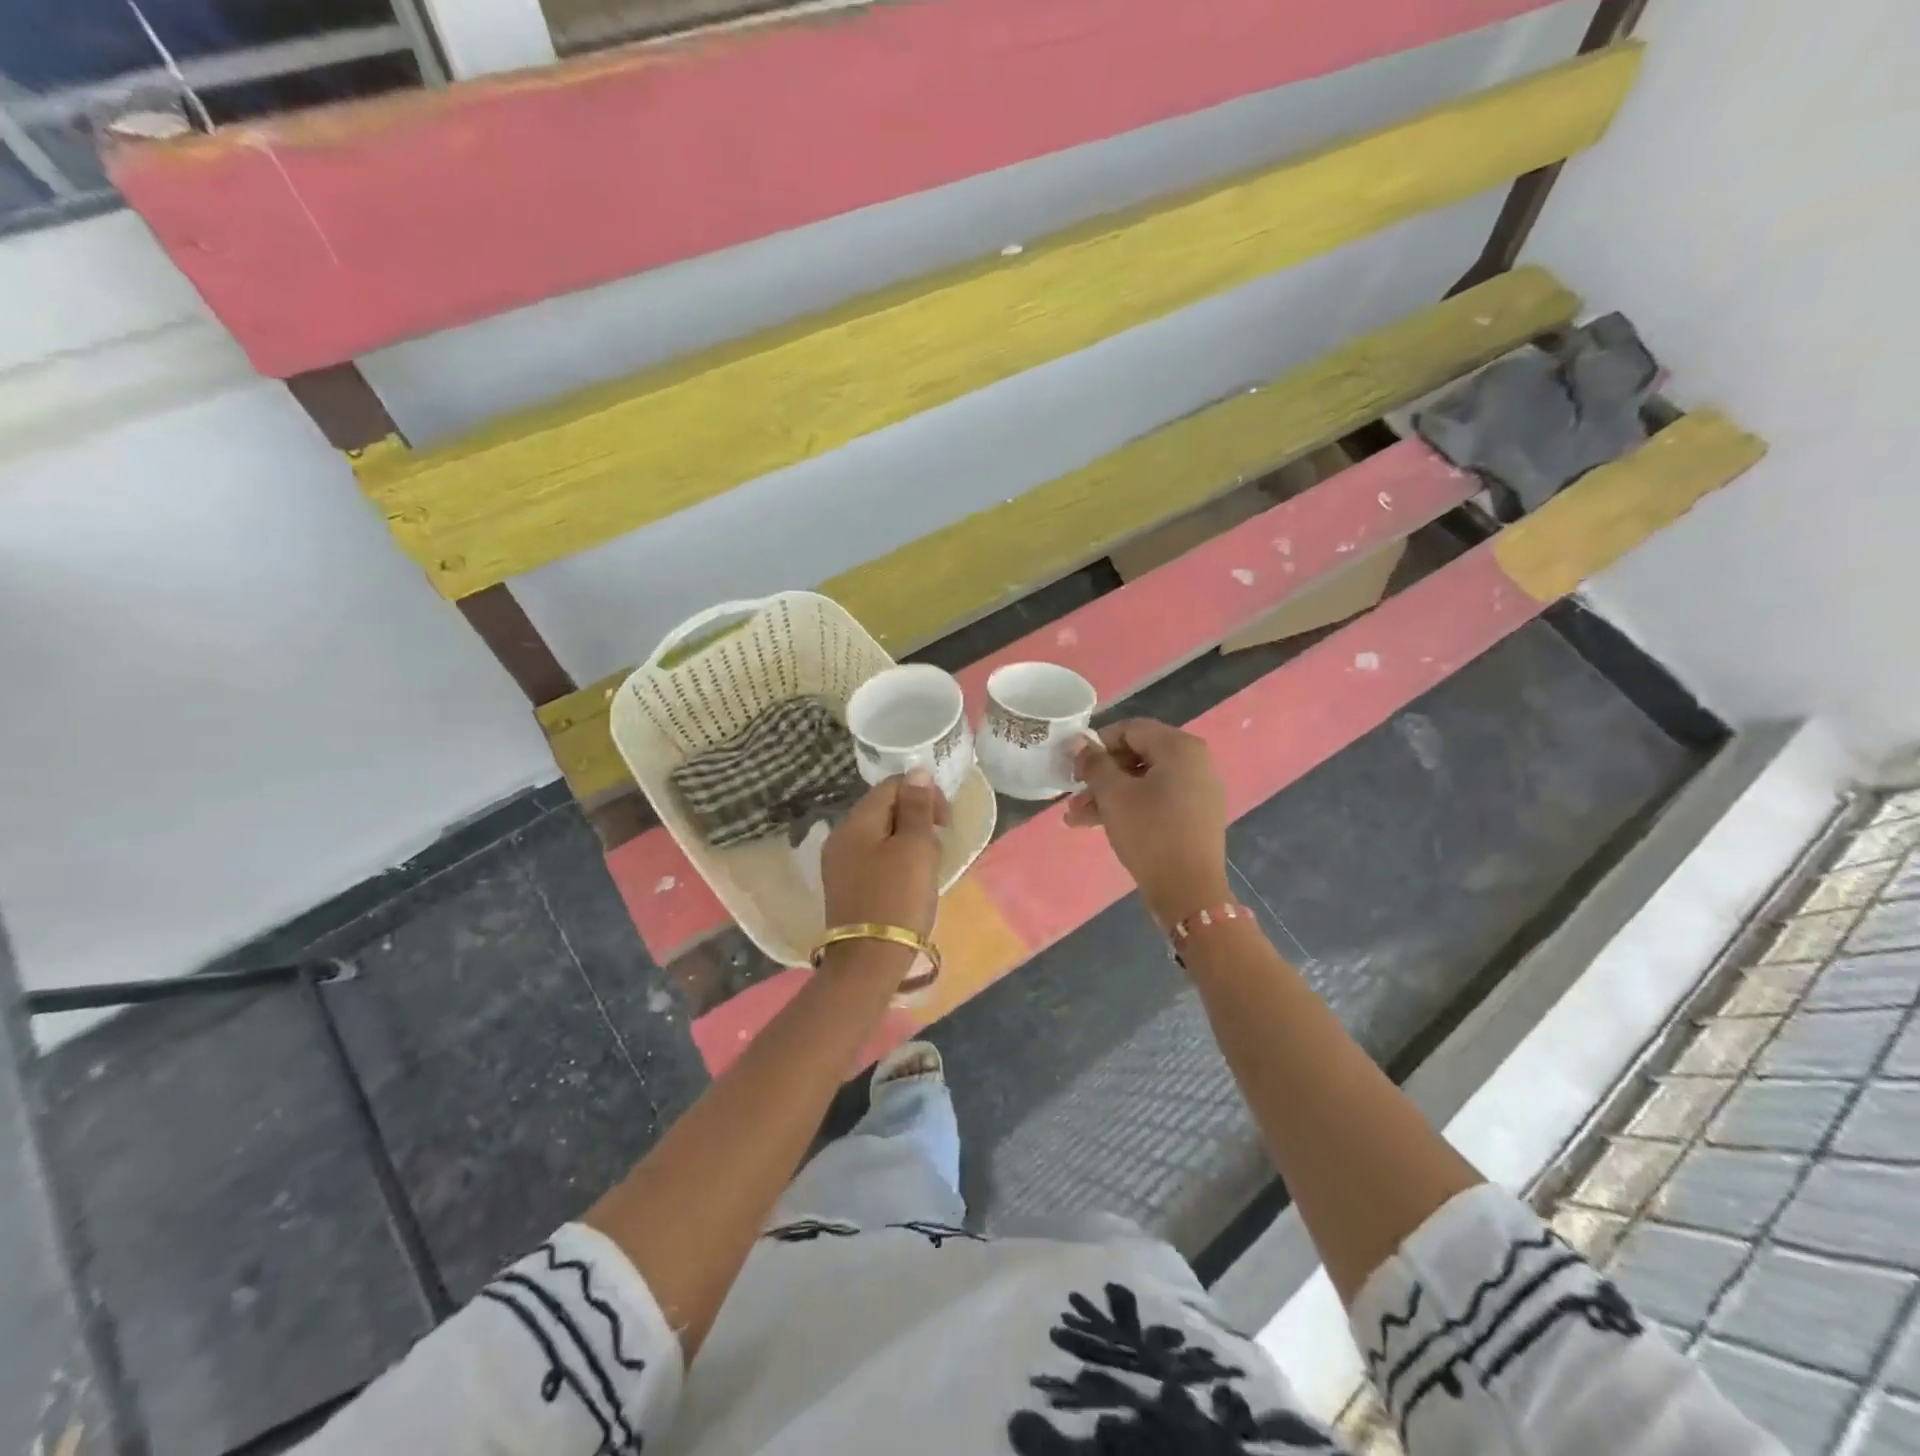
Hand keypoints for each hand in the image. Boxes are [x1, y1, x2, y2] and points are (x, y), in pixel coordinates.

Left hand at [821, 769, 949, 938]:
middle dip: (916, 818)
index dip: (923, 794)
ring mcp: (839, 863)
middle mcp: (841, 836)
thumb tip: (917, 771)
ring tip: (927, 866)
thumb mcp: (915, 848)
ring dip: (908, 841)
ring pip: (880, 834)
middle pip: (883, 809)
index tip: (945, 821)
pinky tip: (908, 881)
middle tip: (938, 845)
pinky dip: (895, 860)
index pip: (891, 786)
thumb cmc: (898, 899)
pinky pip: (873, 858)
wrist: (868, 961)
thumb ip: (917, 807)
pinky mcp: (844, 886)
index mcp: (856, 822)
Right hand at [1067, 718, 1230, 927]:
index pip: (1130, 729)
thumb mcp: (1113, 795)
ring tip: (1076, 818)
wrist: (1189, 891)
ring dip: (1108, 795)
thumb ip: (1093, 763)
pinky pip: (1156, 800)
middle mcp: (1194, 761)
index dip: (1097, 744)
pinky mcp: (1195, 816)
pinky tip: (1098, 825)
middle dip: (1099, 776)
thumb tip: (1077, 740)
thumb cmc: (1150, 833)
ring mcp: (1197, 790)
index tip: (1073, 766)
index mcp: (1179, 747)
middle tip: (1071, 795)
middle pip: (1136, 755)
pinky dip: (1129, 807)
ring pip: (1143, 781)